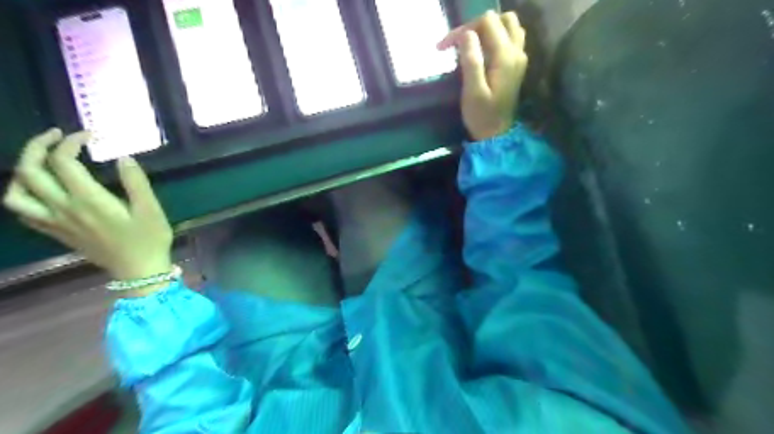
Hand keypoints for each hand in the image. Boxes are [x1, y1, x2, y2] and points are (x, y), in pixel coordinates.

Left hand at [3, 127, 173, 280]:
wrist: (139, 270)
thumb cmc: (149, 239)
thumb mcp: (151, 210)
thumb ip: (136, 182)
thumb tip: (123, 157)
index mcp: (88, 201)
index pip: (64, 162)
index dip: (71, 142)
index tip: (90, 135)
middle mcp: (64, 209)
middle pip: (30, 171)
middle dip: (38, 146)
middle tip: (57, 136)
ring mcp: (55, 222)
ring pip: (16, 193)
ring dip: (23, 171)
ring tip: (42, 162)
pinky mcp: (56, 232)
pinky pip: (24, 212)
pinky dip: (24, 194)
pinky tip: (41, 189)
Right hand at [439, 10, 528, 140]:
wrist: (496, 135)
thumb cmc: (481, 116)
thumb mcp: (472, 91)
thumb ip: (471, 61)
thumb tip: (466, 34)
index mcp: (505, 56)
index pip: (486, 23)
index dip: (463, 29)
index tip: (445, 46)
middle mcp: (517, 52)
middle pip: (500, 19)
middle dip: (476, 26)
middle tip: (458, 44)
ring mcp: (519, 57)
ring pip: (509, 25)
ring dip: (489, 29)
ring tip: (471, 44)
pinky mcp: (517, 65)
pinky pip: (511, 38)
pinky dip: (497, 37)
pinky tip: (484, 51)